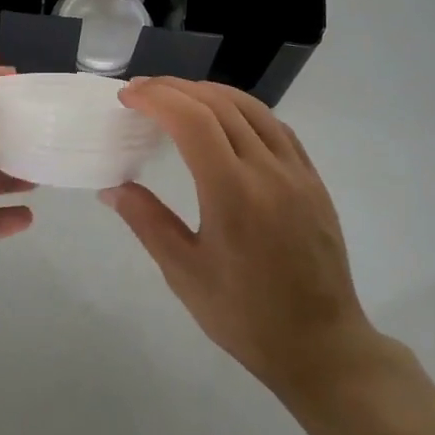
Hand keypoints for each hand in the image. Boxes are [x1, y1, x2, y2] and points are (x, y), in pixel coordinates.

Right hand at [103, 78, 383, 403]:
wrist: (322, 346)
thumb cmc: (246, 316)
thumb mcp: (186, 274)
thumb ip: (148, 222)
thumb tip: (112, 189)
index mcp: (232, 192)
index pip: (191, 120)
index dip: (156, 98)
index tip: (128, 97)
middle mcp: (267, 170)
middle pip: (218, 104)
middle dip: (175, 88)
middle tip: (142, 92)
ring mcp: (296, 171)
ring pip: (251, 107)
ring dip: (209, 92)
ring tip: (178, 96)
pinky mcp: (313, 179)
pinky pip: (276, 126)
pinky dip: (244, 110)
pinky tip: (227, 119)